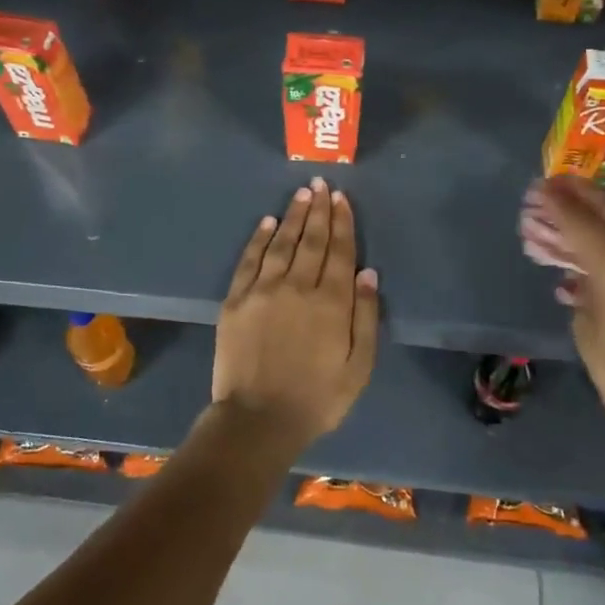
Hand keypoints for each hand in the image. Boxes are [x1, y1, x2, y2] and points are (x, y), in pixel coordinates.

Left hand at [212, 177, 379, 448]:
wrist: (258, 420)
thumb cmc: (317, 398)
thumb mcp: (358, 367)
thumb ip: (365, 317)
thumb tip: (368, 273)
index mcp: (331, 303)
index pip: (339, 251)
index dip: (342, 222)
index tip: (341, 198)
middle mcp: (298, 287)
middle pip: (311, 240)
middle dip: (319, 209)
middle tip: (321, 184)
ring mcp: (263, 291)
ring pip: (282, 243)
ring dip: (293, 216)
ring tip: (301, 194)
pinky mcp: (236, 300)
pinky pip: (249, 260)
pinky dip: (259, 238)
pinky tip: (268, 222)